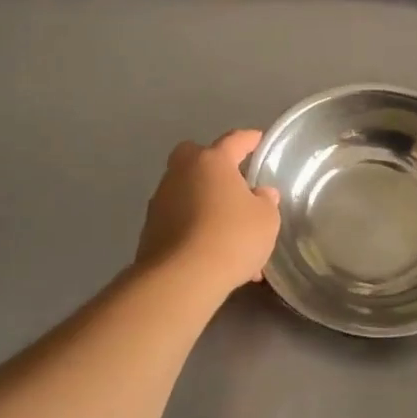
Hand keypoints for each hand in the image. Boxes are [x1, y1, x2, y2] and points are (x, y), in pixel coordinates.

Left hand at [135, 129, 280, 293]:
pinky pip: (180, 221)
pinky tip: (215, 254)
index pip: (234, 141)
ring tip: (231, 233)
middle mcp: (181, 174)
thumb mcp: (266, 219)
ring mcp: (161, 201)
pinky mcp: (150, 230)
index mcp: (212, 162)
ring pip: (188, 192)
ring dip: (205, 203)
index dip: (249, 139)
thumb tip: (260, 193)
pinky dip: (196, 230)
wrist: (182, 278)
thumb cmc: (232, 237)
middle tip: (233, 181)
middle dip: (212, 165)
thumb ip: (265, 201)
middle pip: (195, 156)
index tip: (258, 139)